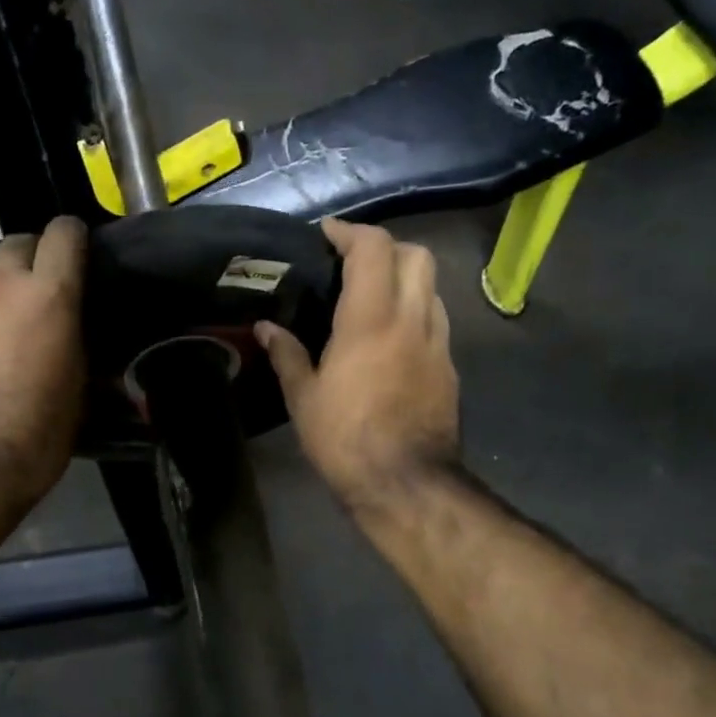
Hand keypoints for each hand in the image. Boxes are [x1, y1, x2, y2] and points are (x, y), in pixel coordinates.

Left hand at [0, 216, 86, 510]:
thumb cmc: (36, 436)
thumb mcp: (78, 391)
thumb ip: (77, 343)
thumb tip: (77, 331)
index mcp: (48, 297)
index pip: (65, 233)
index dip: (73, 239)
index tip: (76, 256)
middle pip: (16, 243)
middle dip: (30, 262)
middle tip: (34, 300)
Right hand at [256, 218, 458, 512]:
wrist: (406, 483)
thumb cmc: (346, 439)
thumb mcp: (304, 398)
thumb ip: (287, 355)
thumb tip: (266, 327)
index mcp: (370, 319)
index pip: (373, 249)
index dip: (350, 232)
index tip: (327, 234)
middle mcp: (412, 320)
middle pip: (416, 255)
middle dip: (386, 246)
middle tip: (354, 262)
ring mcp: (438, 344)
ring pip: (432, 287)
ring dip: (405, 278)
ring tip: (373, 296)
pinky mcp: (449, 368)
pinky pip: (436, 321)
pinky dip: (415, 311)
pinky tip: (392, 337)